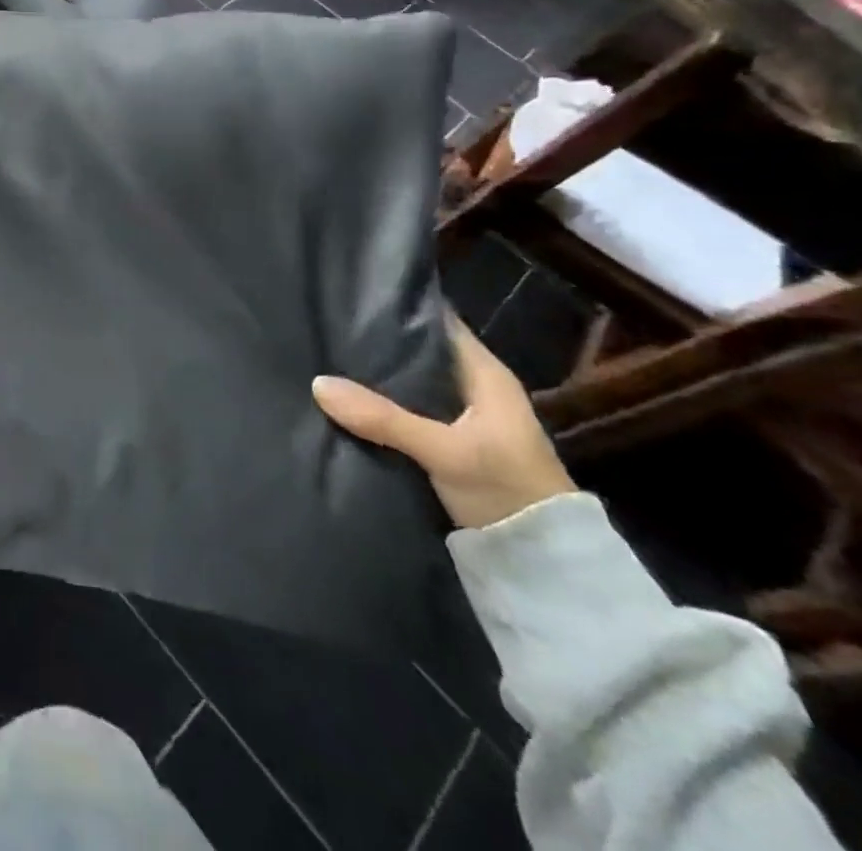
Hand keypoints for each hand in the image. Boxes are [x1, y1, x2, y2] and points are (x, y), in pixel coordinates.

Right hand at [311, 314, 575, 529]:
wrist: (545, 566)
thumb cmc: (508, 490)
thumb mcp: (444, 451)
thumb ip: (382, 418)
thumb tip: (316, 383)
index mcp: (485, 374)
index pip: (437, 321)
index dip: (399, 307)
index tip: (351, 295)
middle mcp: (472, 388)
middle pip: (416, 352)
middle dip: (375, 343)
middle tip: (324, 327)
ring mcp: (460, 418)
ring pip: (407, 384)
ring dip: (373, 378)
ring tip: (323, 359)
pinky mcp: (445, 445)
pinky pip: (402, 411)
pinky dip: (377, 406)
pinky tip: (344, 401)